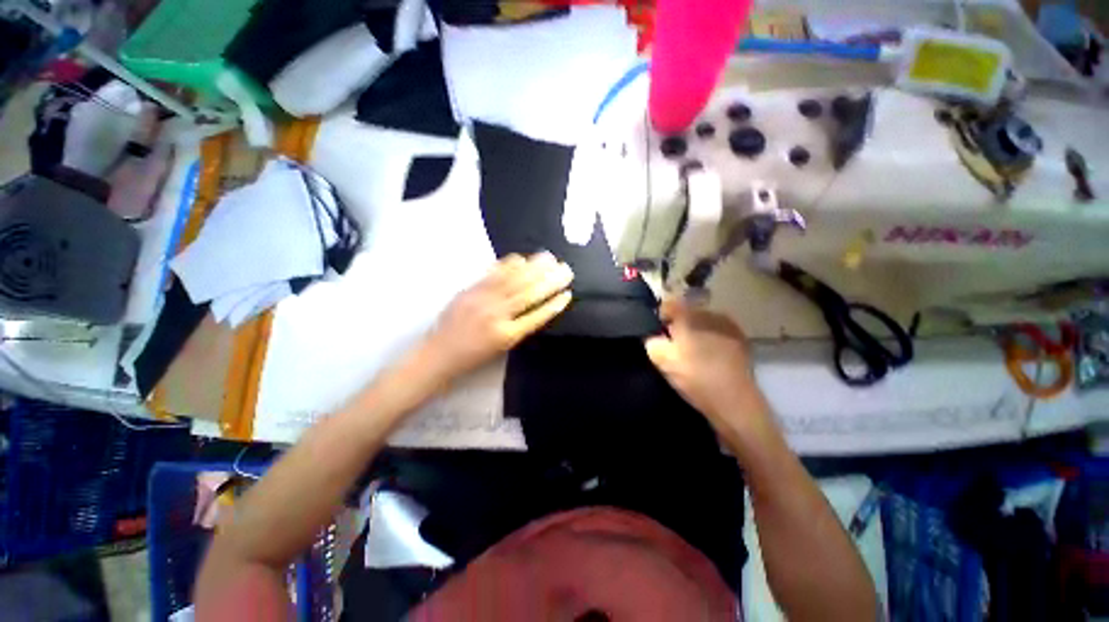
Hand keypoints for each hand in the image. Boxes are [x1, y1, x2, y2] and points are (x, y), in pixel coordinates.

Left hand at [424, 253, 572, 379]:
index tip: (567, 294)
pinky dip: (507, 265)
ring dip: (533, 268)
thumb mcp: (501, 348)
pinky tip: (521, 258)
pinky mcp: (469, 291)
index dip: (554, 305)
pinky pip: (492, 275)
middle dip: (549, 280)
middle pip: (528, 294)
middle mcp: (496, 316)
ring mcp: (482, 301)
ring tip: (549, 258)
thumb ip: (520, 327)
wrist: (439, 354)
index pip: (537, 316)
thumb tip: (538, 306)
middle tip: (565, 269)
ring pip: (512, 281)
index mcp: (507, 335)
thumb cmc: (473, 356)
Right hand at [645, 299, 774, 442]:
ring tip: (692, 352)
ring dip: (694, 331)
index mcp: (689, 316)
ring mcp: (728, 325)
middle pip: (686, 312)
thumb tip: (653, 334)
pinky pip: (717, 331)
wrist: (734, 401)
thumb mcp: (661, 360)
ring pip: (702, 322)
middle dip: (678, 325)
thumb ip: (651, 341)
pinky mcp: (740, 339)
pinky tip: (709, 356)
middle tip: (673, 345)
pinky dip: (709, 338)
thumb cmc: (694, 377)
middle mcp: (710, 313)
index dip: (659, 317)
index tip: (657, 333)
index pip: (668, 305)